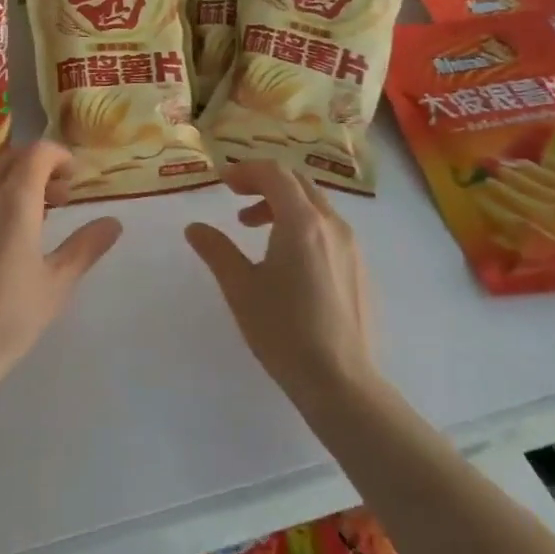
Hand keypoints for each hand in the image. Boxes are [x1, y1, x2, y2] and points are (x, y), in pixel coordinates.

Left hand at [0, 141, 122, 396]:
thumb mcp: (58, 283)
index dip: (58, 156)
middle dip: (35, 167)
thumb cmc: (10, 318)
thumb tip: (113, 222)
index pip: (36, 153)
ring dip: (8, 185)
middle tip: (56, 198)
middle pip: (8, 159)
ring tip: (25, 220)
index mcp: (13, 203)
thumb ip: (86, 245)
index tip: (72, 179)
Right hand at [185, 160, 377, 404]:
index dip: (246, 170)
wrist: (342, 383)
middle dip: (264, 183)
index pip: (275, 173)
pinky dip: (303, 224)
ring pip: (315, 205)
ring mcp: (352, 246)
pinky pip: (329, 228)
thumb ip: (216, 250)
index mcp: (302, 222)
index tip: (222, 183)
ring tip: (254, 230)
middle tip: (236, 199)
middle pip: (298, 182)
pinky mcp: (360, 268)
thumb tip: (194, 227)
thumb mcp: (241, 288)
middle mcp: (332, 224)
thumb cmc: (284, 331)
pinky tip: (287, 259)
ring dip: (283, 204)